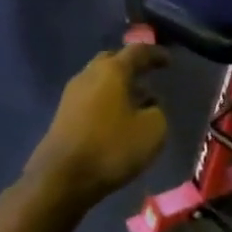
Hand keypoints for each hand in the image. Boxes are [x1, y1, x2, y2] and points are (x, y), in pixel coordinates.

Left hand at [25, 43, 170, 206]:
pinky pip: (91, 100)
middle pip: (112, 62)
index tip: (169, 61)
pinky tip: (118, 121)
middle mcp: (88, 75)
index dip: (155, 54)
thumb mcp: (153, 130)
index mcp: (112, 71)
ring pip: (100, 82)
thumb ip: (157, 111)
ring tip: (138, 104)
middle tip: (148, 78)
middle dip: (131, 68)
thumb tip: (149, 105)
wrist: (62, 178)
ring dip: (119, 88)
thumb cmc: (112, 148)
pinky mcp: (63, 116)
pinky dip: (107, 104)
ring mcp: (71, 96)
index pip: (137, 52)